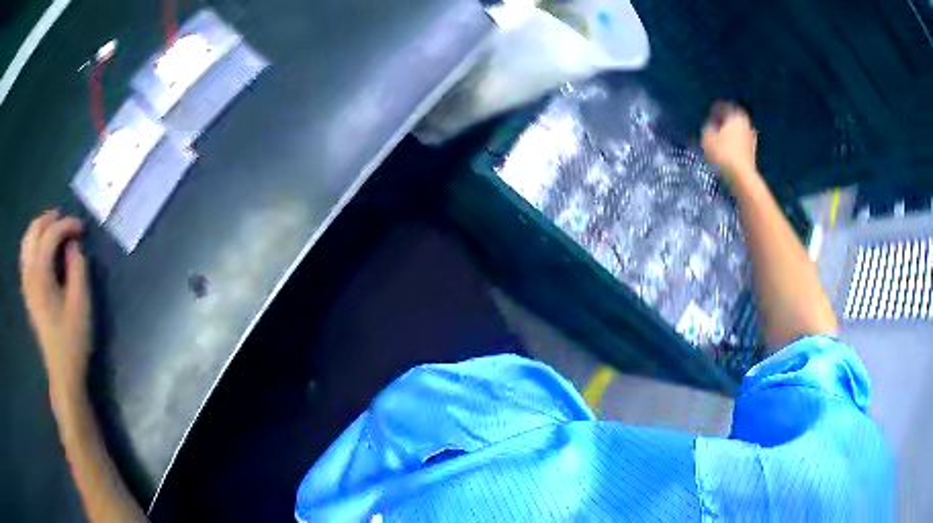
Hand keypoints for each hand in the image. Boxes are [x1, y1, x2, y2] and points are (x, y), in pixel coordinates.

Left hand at [20, 211, 91, 404]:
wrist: (62, 371)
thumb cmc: (73, 338)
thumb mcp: (81, 302)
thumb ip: (77, 266)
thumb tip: (73, 244)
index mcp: (40, 274)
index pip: (50, 235)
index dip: (67, 225)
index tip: (83, 229)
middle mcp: (29, 273)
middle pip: (34, 231)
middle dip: (50, 220)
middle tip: (66, 220)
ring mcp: (26, 282)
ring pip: (27, 240)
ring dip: (40, 228)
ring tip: (54, 228)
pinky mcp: (27, 291)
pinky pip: (26, 255)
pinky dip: (34, 242)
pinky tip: (43, 248)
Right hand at [702, 102, 757, 186]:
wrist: (741, 177)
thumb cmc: (723, 154)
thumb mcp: (707, 137)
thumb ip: (708, 127)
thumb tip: (711, 125)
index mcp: (736, 115)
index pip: (723, 106)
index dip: (714, 111)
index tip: (708, 116)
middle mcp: (746, 123)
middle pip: (732, 119)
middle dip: (722, 123)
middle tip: (712, 128)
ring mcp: (751, 139)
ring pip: (736, 132)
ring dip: (728, 135)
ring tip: (717, 142)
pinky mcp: (752, 153)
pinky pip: (739, 144)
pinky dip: (733, 145)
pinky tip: (725, 153)